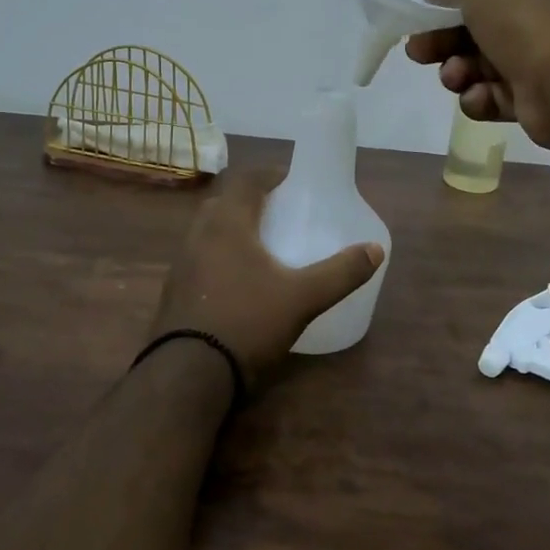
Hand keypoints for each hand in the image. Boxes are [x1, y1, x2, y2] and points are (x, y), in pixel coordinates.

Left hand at [149, 170, 384, 383]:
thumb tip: (375, 249)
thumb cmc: (247, 322)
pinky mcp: (174, 291)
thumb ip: (340, 272)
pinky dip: (221, 257)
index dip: (270, 175)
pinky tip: (240, 282)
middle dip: (251, 201)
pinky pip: (201, 259)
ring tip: (263, 246)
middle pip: (224, 202)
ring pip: (209, 231)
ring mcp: (181, 264)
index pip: (245, 180)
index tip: (292, 182)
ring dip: (233, 229)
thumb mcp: (303, 298)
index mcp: (227, 223)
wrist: (188, 375)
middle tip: (281, 212)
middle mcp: (198, 234)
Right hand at [407, 0, 549, 148]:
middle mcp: (526, 17)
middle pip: (466, 29)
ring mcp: (527, 59)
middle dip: (439, 41)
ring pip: (472, 65)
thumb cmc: (524, 23)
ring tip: (457, 77)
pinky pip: (487, 97)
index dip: (443, 1)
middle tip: (421, 53)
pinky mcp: (525, 98)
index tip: (420, 17)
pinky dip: (478, 98)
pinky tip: (481, 96)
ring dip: (455, 72)